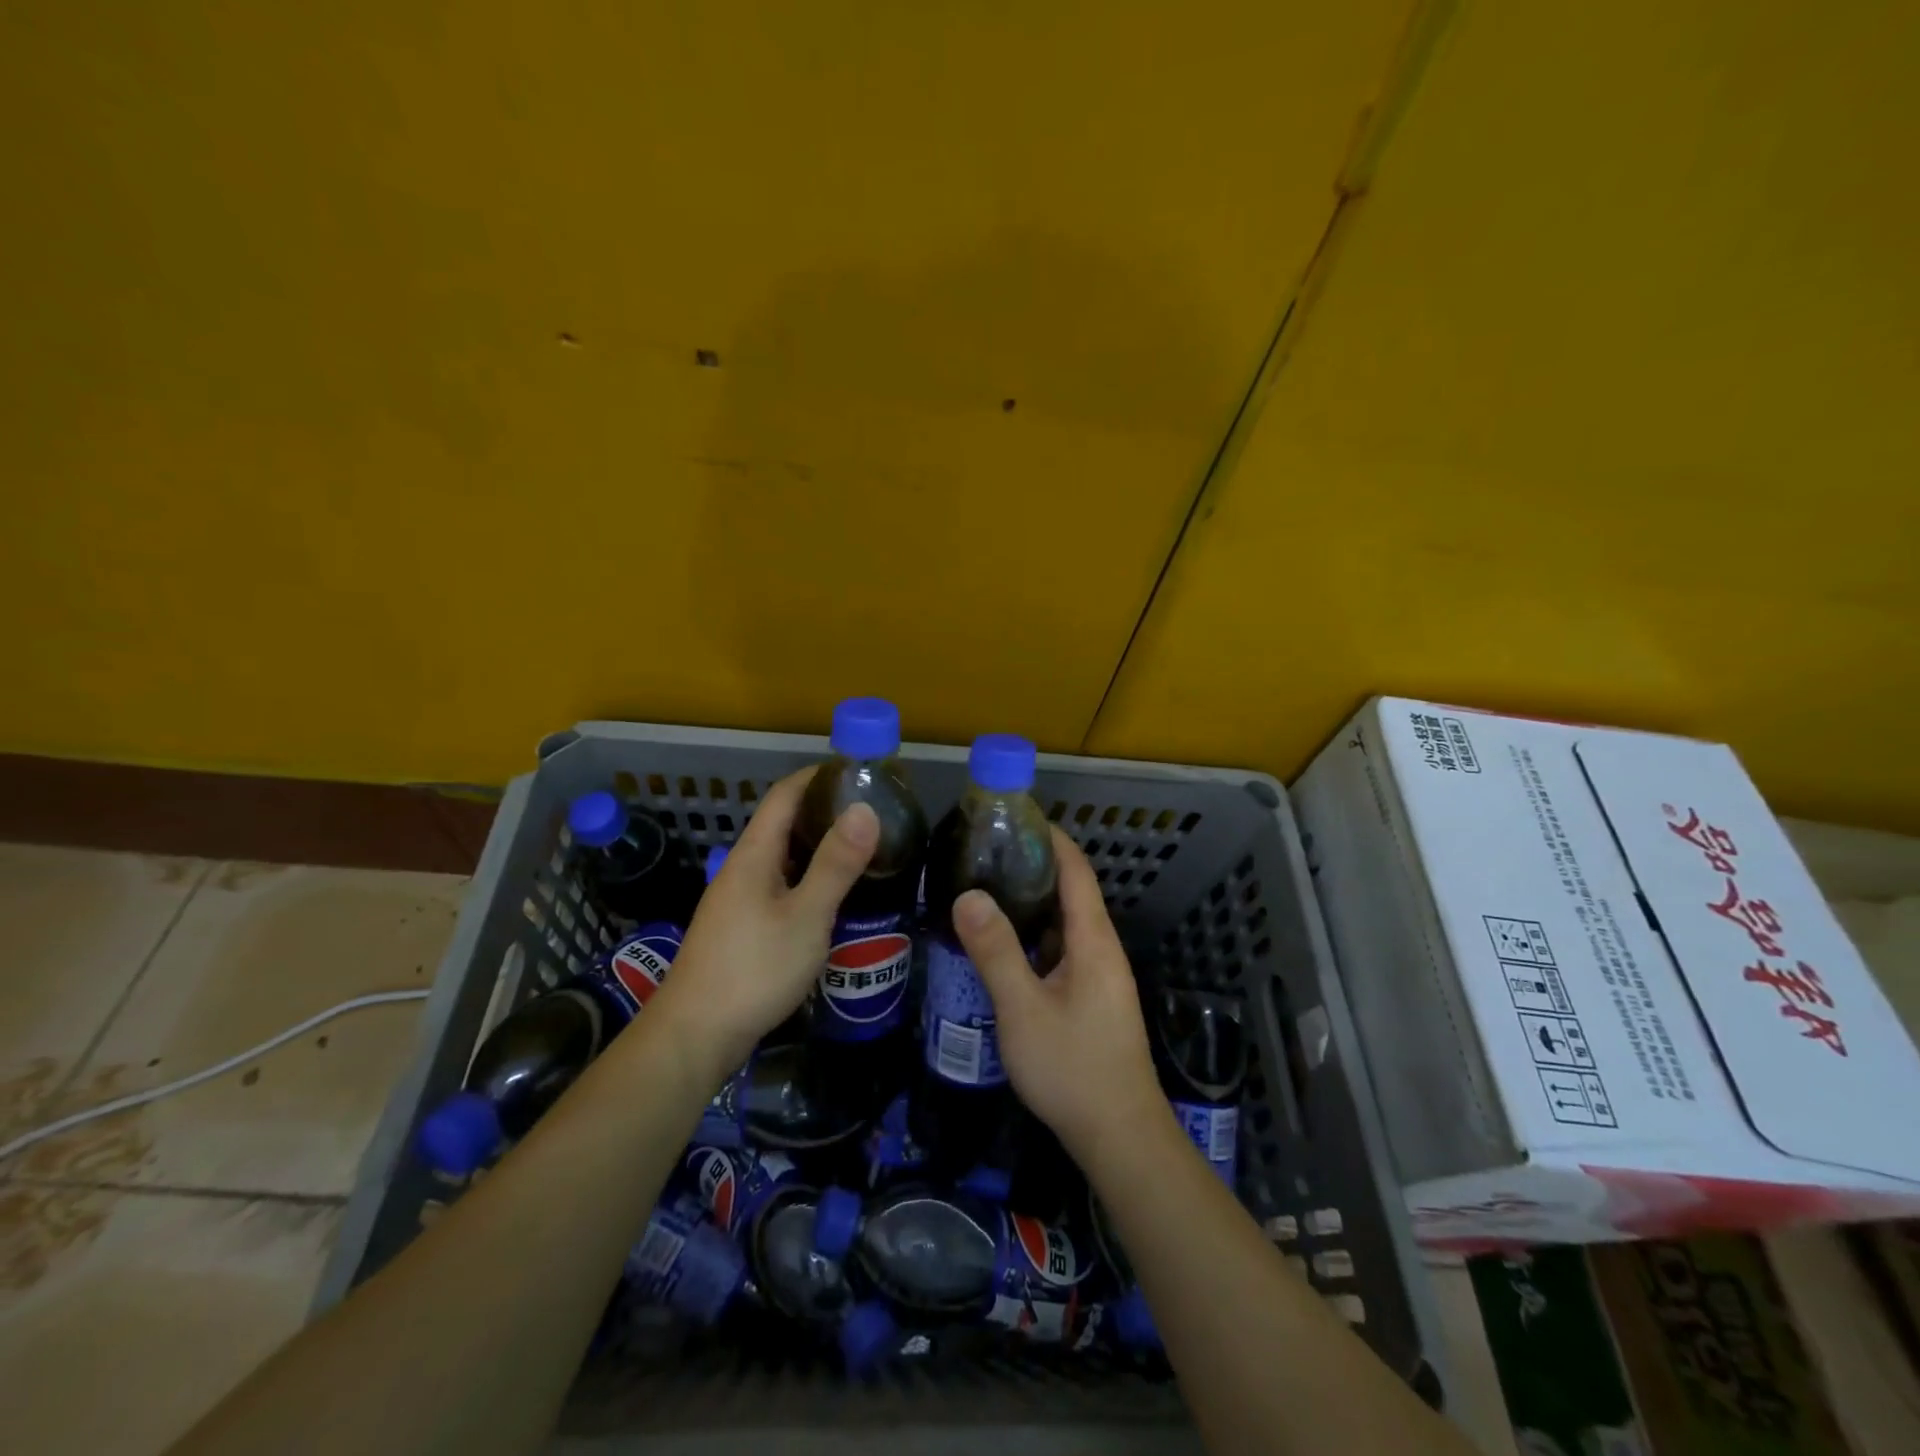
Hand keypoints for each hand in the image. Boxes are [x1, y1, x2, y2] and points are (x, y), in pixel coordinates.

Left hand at [644, 768, 878, 1074]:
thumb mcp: (806, 916)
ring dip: (817, 846)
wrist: (696, 1035)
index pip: (784, 794)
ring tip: (861, 850)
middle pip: (782, 823)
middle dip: (824, 810)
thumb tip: (865, 808)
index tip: (857, 771)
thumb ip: (836, 864)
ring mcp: (738, 900)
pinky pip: (779, 886)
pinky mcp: (741, 928)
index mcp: (754, 854)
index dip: (817, 776)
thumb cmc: (754, 969)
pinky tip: (831, 897)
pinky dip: (807, 878)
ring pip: (782, 858)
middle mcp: (742, 868)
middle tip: (872, 813)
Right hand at [952, 827, 1166, 1164]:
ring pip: (1065, 925)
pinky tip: (1003, 946)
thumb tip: (968, 894)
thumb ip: (995, 950)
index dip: (1051, 839)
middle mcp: (1101, 950)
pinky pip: (1062, 952)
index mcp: (1093, 940)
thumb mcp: (1023, 1008)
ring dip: (1032, 904)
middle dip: (1033, 867)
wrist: (1119, 1135)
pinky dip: (1035, 937)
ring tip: (986, 890)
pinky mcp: (1092, 1000)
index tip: (1015, 817)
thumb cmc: (1072, 1066)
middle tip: (985, 854)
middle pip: (1071, 893)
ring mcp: (1099, 977)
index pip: (1076, 870)